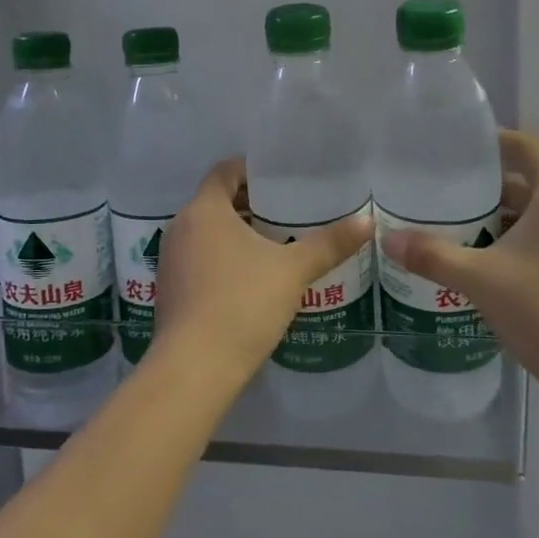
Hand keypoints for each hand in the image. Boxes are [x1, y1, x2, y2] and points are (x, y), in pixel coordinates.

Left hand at [148, 159, 371, 393]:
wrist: (195, 367)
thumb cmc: (243, 303)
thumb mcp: (293, 271)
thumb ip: (329, 244)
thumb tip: (368, 221)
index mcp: (204, 210)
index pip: (224, 171)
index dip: (251, 170)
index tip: (279, 179)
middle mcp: (181, 226)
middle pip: (215, 201)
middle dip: (249, 204)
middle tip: (287, 212)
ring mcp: (171, 259)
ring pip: (206, 231)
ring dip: (236, 233)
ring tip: (274, 244)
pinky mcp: (170, 288)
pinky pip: (198, 257)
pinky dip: (222, 256)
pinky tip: (250, 278)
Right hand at [381, 130, 538, 424]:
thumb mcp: (480, 280)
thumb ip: (432, 256)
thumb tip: (387, 240)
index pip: (526, 147)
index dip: (493, 141)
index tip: (457, 147)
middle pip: (530, 181)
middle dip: (488, 185)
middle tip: (445, 191)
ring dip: (503, 216)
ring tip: (459, 226)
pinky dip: (520, 240)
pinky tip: (489, 262)